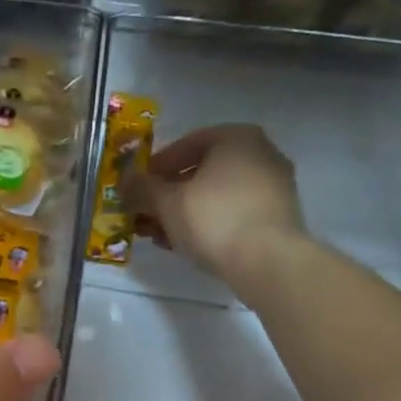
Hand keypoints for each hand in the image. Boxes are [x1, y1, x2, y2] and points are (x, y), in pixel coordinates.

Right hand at [125, 123, 304, 278]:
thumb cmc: (214, 219)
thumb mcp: (166, 202)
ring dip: (182, 213)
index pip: (184, 146)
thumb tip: (124, 179)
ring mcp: (272, 186)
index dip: (154, 169)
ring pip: (214, 196)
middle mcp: (260, 154)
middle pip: (200, 172)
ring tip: (157, 235)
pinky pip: (232, 213)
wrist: (268, 262)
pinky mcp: (276, 217)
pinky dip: (206, 223)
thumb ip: (141, 188)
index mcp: (236, 138)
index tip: (136, 189)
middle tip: (143, 215)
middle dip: (167, 195)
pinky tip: (184, 244)